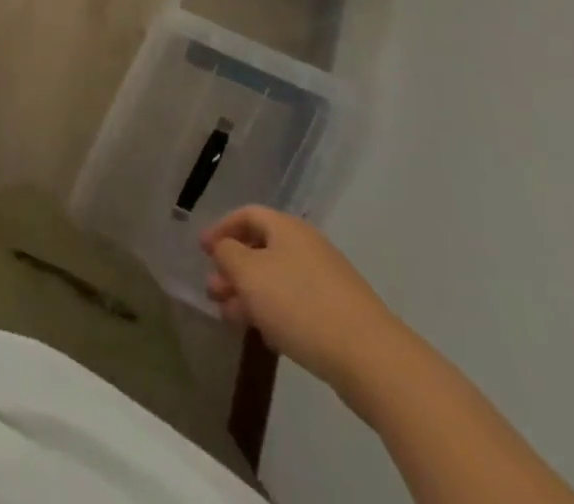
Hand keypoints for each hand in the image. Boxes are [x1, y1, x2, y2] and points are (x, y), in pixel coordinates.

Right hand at [200, 206, 403, 395]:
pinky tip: (265, 335)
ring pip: (277, 279)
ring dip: (250, 294)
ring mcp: (327, 280)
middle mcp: (307, 246)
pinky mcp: (340, 314)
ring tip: (230, 318)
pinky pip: (296, 303)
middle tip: (213, 291)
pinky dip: (274, 311)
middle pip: (261, 248)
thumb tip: (224, 247)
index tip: (201, 250)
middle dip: (233, 269)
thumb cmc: (300, 304)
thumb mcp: (249, 274)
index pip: (246, 215)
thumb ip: (227, 254)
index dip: (221, 229)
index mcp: (286, 227)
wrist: (371, 358)